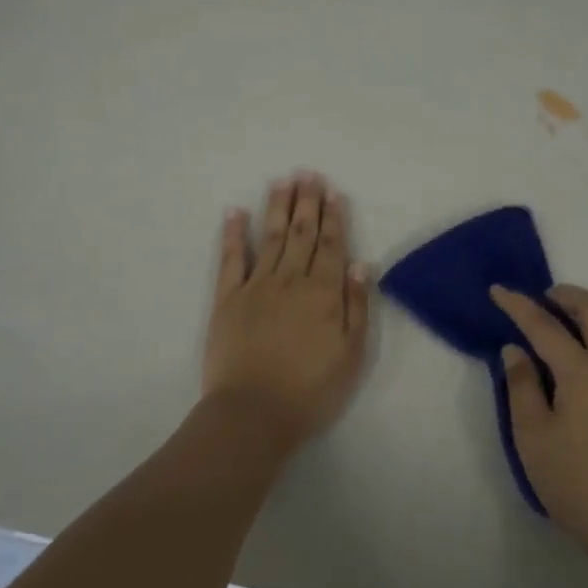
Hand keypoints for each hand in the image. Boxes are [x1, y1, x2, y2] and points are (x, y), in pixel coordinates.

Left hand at [203, 173, 370, 448]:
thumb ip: (357, 306)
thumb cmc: (311, 390)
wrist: (254, 413)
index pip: (331, 246)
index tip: (332, 192)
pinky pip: (230, 259)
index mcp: (324, 293)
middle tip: (307, 173)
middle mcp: (291, 280)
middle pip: (301, 234)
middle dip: (306, 202)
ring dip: (277, 208)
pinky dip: (233, 234)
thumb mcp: (352, 355)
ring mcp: (256, 286)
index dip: (333, 217)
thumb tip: (360, 263)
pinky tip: (236, 212)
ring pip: (271, 238)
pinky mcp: (227, 299)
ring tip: (282, 181)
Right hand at [489, 284, 587, 558]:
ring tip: (578, 331)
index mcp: (583, 374)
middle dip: (568, 296)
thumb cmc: (572, 482)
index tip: (499, 290)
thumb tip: (516, 349)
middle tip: (546, 299)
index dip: (518, 305)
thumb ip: (521, 386)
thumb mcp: (532, 436)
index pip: (545, 327)